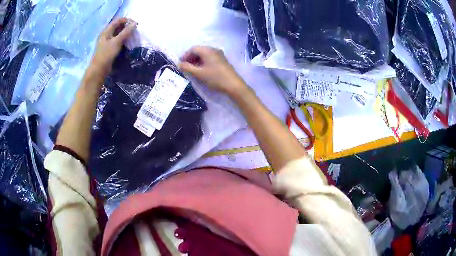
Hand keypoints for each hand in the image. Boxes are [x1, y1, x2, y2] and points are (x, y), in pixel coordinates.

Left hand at [90, 17, 136, 74]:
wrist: (98, 70)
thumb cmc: (106, 55)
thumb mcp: (117, 42)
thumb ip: (126, 32)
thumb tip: (135, 23)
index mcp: (106, 31)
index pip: (118, 20)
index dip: (127, 20)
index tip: (135, 25)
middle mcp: (106, 34)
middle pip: (118, 26)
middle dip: (127, 27)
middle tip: (135, 31)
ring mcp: (107, 41)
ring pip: (118, 33)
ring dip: (125, 34)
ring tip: (132, 37)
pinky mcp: (108, 48)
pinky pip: (117, 40)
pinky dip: (122, 39)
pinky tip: (127, 43)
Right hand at [178, 46, 247, 96]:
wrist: (233, 85)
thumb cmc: (215, 78)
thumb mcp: (199, 73)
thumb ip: (187, 68)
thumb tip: (179, 64)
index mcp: (207, 50)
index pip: (193, 49)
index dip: (185, 55)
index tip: (181, 64)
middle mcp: (213, 49)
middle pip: (199, 50)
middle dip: (191, 58)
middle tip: (186, 67)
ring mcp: (219, 54)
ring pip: (204, 54)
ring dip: (197, 60)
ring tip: (193, 70)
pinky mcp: (222, 60)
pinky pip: (210, 58)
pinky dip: (204, 62)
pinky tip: (202, 70)